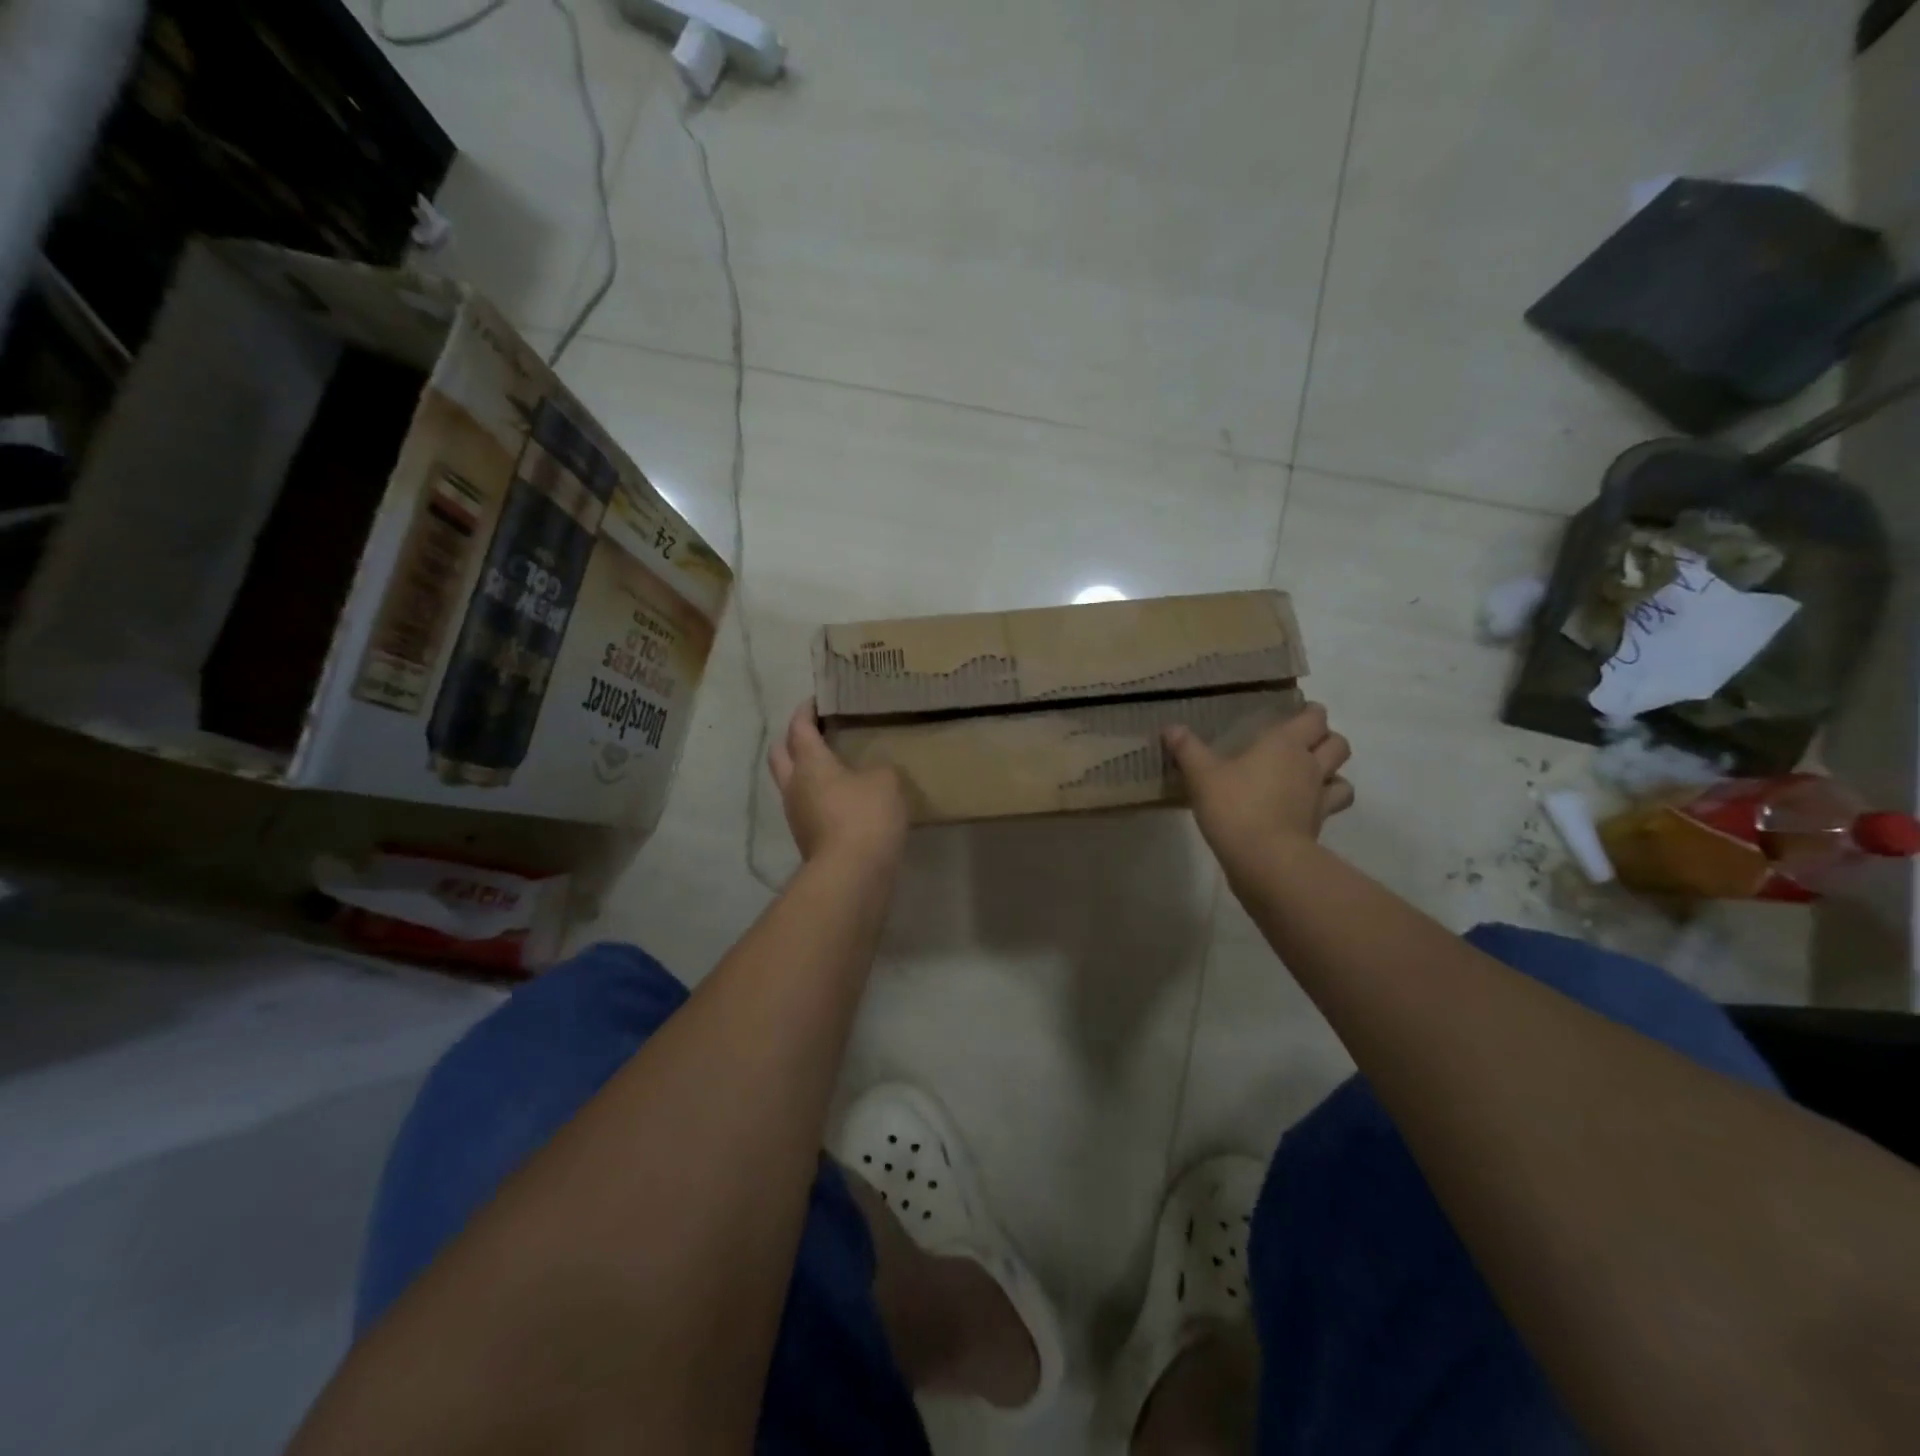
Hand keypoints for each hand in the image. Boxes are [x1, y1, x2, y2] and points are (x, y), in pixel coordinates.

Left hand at [769, 700, 908, 869]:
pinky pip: (809, 808)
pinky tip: (844, 800)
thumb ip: (879, 769)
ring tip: (834, 766)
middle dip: (792, 739)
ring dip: (805, 772)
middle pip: (780, 754)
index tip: (816, 699)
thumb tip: (872, 774)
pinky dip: (820, 798)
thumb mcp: (885, 781)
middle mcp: (794, 786)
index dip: (805, 711)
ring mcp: (797, 816)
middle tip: (815, 732)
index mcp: (809, 762)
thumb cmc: (865, 815)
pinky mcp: (808, 839)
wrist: (852, 873)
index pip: (799, 727)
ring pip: (792, 784)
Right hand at [1163, 704, 1353, 875]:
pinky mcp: (1319, 823)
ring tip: (1312, 773)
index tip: (1297, 713)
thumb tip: (1171, 728)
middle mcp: (1309, 764)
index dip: (1309, 713)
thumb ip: (1187, 749)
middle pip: (1337, 742)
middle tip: (1303, 743)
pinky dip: (1328, 800)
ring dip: (1334, 770)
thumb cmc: (1234, 806)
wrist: (1264, 858)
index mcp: (1284, 743)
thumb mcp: (1201, 775)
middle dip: (1326, 738)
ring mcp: (1319, 795)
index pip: (1313, 717)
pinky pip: (1334, 804)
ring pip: (1343, 774)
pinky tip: (1308, 804)